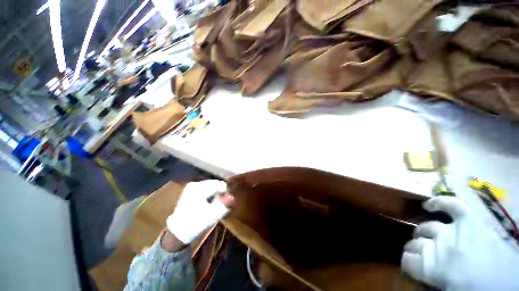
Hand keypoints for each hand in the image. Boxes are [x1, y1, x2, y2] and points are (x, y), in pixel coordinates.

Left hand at [166, 180, 233, 243]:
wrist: (178, 231)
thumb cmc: (195, 224)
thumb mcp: (212, 215)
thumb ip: (223, 204)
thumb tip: (233, 196)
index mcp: (198, 189)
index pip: (219, 185)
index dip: (226, 192)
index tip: (227, 201)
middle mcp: (195, 184)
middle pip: (215, 183)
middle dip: (220, 192)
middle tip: (221, 203)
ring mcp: (191, 186)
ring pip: (211, 185)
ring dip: (216, 192)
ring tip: (215, 203)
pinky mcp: (190, 189)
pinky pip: (206, 187)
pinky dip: (210, 193)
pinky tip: (209, 201)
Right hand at [401, 196, 518, 289]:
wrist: (505, 284)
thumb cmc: (476, 288)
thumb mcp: (449, 289)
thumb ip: (432, 278)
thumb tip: (421, 273)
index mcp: (433, 269)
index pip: (407, 261)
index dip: (407, 262)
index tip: (410, 266)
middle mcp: (437, 248)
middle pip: (415, 243)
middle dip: (415, 248)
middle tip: (421, 254)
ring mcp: (453, 233)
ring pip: (424, 229)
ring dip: (422, 234)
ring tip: (425, 238)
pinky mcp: (469, 222)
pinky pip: (452, 206)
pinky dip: (439, 204)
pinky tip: (428, 205)